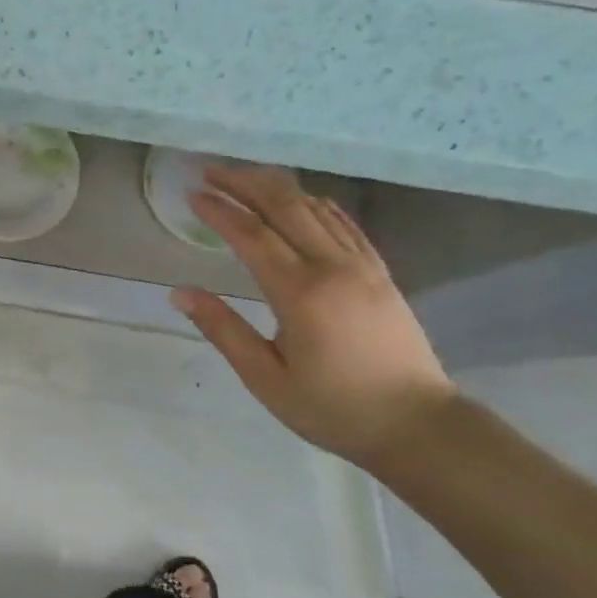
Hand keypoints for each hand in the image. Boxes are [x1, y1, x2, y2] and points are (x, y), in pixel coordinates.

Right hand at [170, 166, 457, 470]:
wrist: (418, 426)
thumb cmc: (333, 409)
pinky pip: (345, 224)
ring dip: (278, 188)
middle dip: (245, 184)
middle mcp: (333, 268)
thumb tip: (179, 293)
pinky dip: (316, 204)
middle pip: (285, 208)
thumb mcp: (265, 378)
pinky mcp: (381, 273)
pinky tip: (302, 200)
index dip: (220, 211)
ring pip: (316, 209)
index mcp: (300, 294)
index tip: (192, 194)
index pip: (252, 236)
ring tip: (245, 178)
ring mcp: (363, 266)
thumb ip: (223, 330)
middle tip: (211, 171)